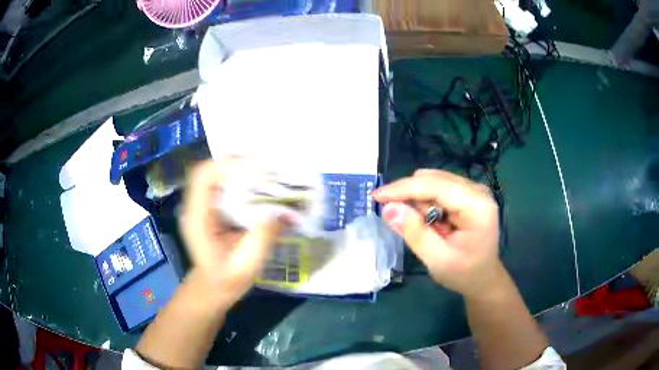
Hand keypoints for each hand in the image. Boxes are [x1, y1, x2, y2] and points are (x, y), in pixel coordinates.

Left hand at [181, 159, 287, 307]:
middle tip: (266, 169)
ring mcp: (201, 205)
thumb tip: (286, 212)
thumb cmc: (226, 280)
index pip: (203, 177)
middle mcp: (196, 206)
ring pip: (215, 174)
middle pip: (209, 169)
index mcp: (198, 219)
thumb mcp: (248, 265)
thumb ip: (263, 237)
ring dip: (239, 169)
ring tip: (265, 174)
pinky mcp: (210, 207)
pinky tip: (258, 186)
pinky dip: (240, 179)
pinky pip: (222, 183)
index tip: (257, 168)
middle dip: (237, 163)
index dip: (227, 165)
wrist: (212, 288)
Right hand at [372, 169, 503, 298]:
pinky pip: (438, 187)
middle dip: (411, 197)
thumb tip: (388, 208)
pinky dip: (426, 202)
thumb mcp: (437, 260)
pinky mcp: (467, 192)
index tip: (376, 196)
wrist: (483, 278)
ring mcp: (473, 189)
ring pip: (433, 181)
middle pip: (433, 179)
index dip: (404, 189)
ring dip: (419, 202)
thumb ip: (414, 233)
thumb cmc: (463, 273)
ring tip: (426, 228)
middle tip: (401, 221)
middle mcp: (477, 190)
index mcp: (477, 206)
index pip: (436, 186)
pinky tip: (431, 221)